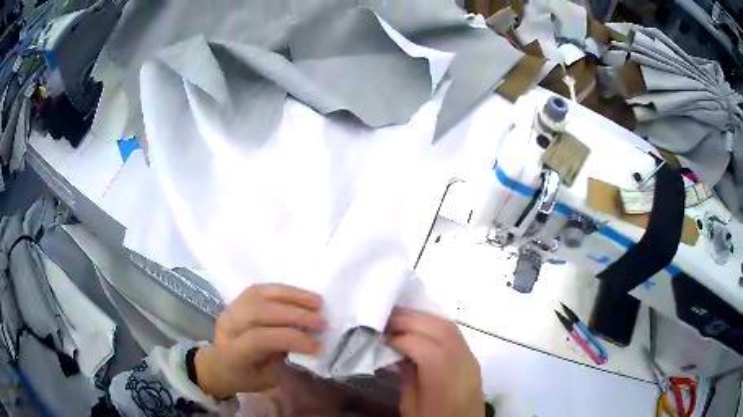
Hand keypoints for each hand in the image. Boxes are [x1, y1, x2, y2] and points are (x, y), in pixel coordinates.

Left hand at [195, 284, 325, 398]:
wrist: (219, 365)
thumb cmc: (245, 377)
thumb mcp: (266, 380)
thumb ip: (283, 362)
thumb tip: (308, 342)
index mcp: (233, 352)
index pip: (261, 338)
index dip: (291, 339)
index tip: (318, 346)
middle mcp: (229, 325)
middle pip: (261, 312)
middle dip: (295, 315)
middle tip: (322, 322)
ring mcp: (231, 309)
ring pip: (261, 295)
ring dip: (292, 297)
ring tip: (317, 303)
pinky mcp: (238, 299)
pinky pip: (262, 289)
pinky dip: (284, 291)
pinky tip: (301, 296)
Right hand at [387, 309, 483, 416]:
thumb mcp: (412, 408)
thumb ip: (407, 378)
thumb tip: (397, 353)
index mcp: (446, 384)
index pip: (426, 349)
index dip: (402, 339)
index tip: (382, 338)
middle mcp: (464, 366)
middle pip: (441, 330)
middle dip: (412, 320)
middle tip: (387, 319)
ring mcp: (472, 360)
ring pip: (450, 327)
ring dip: (424, 319)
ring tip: (401, 319)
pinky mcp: (473, 359)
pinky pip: (455, 334)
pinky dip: (436, 325)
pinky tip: (420, 328)